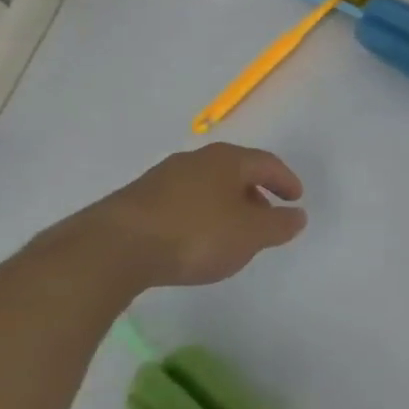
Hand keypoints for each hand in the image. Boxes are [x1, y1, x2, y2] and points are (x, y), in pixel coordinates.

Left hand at [40, 143, 307, 291]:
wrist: (111, 249)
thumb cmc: (195, 235)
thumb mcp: (250, 235)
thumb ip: (279, 225)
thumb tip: (297, 216)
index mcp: (227, 160)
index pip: (267, 163)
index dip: (285, 180)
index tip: (296, 198)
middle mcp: (195, 160)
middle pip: (235, 171)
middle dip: (254, 193)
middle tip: (265, 217)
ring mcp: (161, 178)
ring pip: (205, 186)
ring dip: (224, 205)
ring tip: (230, 232)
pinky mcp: (135, 201)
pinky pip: (180, 202)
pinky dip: (197, 215)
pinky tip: (193, 239)